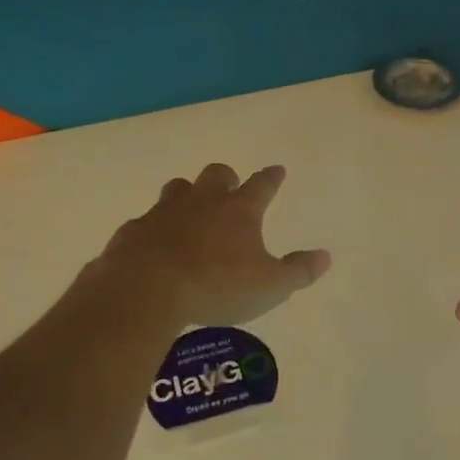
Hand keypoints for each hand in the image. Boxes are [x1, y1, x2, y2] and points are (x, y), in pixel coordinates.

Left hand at [97, 163, 330, 325]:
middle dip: (226, 178)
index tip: (277, 170)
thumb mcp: (271, 286)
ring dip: (188, 194)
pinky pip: (147, 221)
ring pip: (178, 189)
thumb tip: (325, 257)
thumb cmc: (218, 286)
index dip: (272, 178)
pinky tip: (156, 243)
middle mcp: (203, 202)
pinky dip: (155, 227)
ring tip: (191, 208)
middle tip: (230, 186)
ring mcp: (164, 213)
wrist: (147, 289)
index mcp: (239, 211)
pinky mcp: (134, 231)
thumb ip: (299, 271)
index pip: (262, 185)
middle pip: (217, 175)